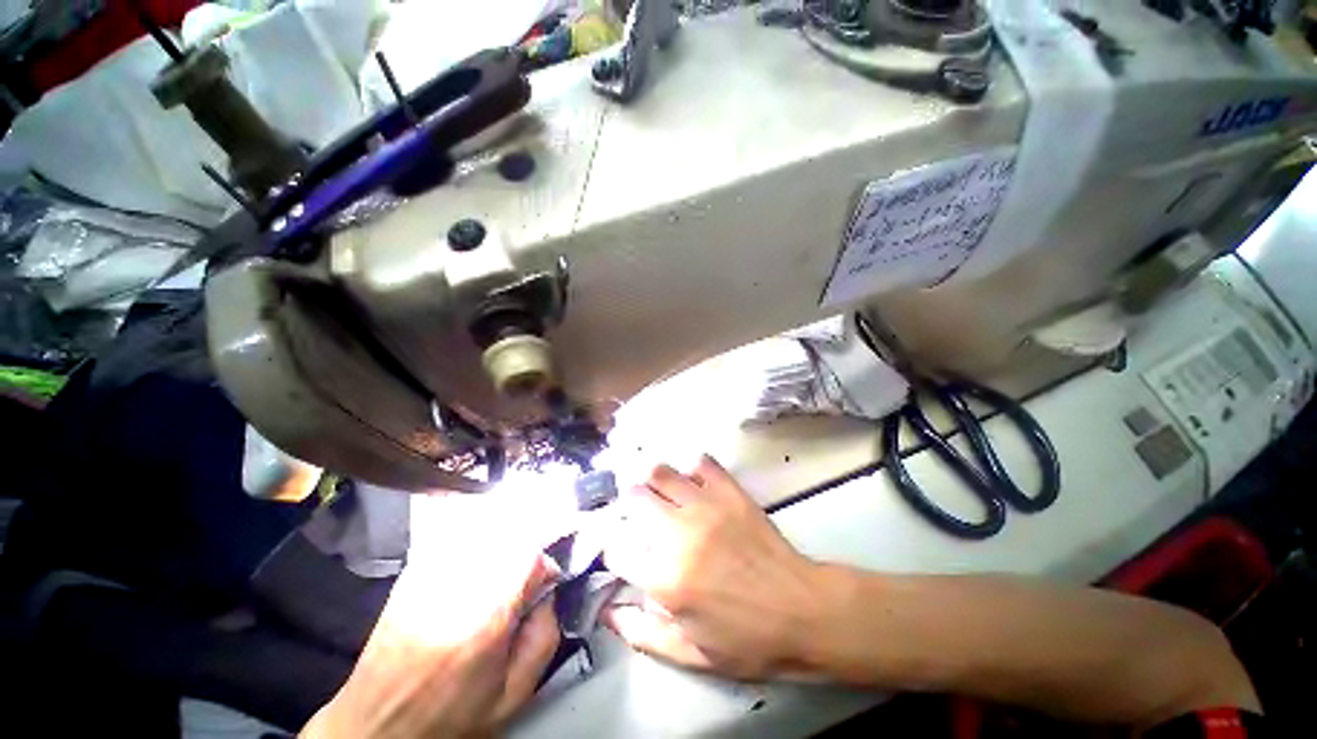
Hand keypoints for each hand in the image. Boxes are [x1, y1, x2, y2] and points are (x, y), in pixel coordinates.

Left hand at [302, 495, 561, 738]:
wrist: (376, 724)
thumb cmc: (447, 716)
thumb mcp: (512, 693)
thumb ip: (546, 635)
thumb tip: (552, 592)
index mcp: (486, 614)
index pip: (532, 553)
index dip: (551, 558)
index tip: (553, 574)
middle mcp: (459, 580)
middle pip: (513, 526)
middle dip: (537, 534)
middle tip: (541, 556)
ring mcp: (433, 567)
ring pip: (489, 519)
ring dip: (513, 526)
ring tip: (519, 549)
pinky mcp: (418, 565)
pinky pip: (463, 526)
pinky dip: (485, 525)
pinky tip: (490, 545)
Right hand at [603, 455, 835, 678]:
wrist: (802, 610)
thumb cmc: (747, 639)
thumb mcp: (692, 653)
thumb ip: (643, 634)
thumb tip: (607, 611)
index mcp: (665, 580)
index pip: (617, 549)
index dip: (615, 548)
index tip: (624, 550)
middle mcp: (678, 534)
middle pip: (635, 498)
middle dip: (630, 503)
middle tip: (639, 510)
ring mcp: (706, 507)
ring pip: (661, 473)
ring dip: (653, 480)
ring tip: (659, 489)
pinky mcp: (730, 492)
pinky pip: (701, 463)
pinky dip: (692, 469)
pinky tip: (695, 481)